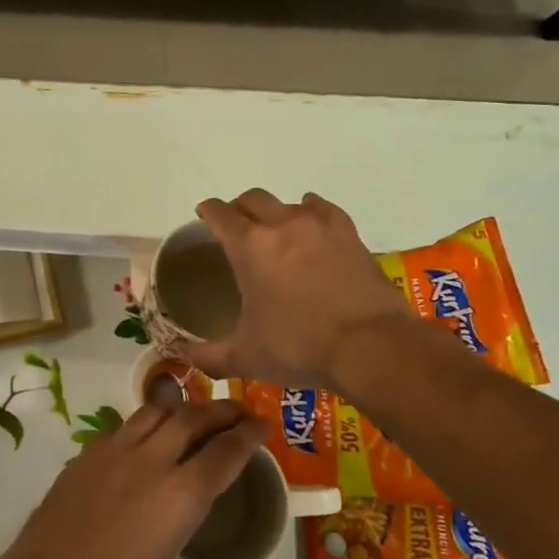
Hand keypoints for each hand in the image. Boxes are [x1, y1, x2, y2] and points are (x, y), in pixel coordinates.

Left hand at [0, 398, 266, 558]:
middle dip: (220, 410)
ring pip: (154, 413)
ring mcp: (113, 453)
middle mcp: (150, 462)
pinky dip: (142, 428)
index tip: (262, 424)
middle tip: (237, 411)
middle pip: (192, 418)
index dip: (248, 434)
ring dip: (180, 410)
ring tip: (192, 417)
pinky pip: (122, 428)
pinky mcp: (84, 457)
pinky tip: (143, 443)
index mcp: (181, 496)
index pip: (225, 452)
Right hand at [184, 188, 437, 392]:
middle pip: (253, 199)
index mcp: (249, 247)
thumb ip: (212, 357)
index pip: (219, 214)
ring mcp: (318, 226)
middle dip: (240, 208)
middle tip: (237, 225)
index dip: (208, 210)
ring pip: (288, 203)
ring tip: (276, 231)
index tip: (204, 213)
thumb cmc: (300, 347)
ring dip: (276, 212)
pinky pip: (323, 209)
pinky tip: (312, 223)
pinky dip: (312, 211)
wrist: (371, 346)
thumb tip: (186, 360)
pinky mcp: (348, 234)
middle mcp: (280, 225)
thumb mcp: (248, 357)